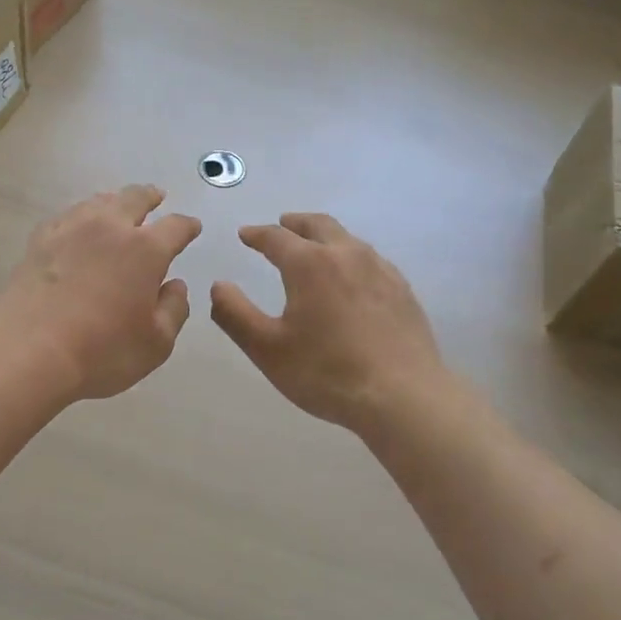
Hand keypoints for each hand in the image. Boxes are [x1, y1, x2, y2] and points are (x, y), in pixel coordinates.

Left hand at [0, 185, 201, 403]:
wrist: (28, 352)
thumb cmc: (102, 351)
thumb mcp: (156, 342)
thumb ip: (174, 309)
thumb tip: (175, 285)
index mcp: (146, 250)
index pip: (175, 227)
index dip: (187, 226)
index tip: (192, 227)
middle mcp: (110, 228)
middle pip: (134, 198)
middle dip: (150, 196)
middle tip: (156, 196)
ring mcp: (70, 230)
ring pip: (98, 202)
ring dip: (114, 201)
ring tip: (118, 206)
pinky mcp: (39, 241)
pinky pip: (67, 217)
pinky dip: (80, 216)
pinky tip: (77, 226)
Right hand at [210, 213, 448, 431]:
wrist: (402, 396)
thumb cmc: (326, 373)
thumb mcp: (267, 349)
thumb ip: (235, 314)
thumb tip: (218, 286)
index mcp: (309, 264)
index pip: (276, 237)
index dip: (257, 234)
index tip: (245, 235)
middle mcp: (346, 254)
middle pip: (318, 225)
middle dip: (295, 223)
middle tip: (282, 225)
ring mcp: (380, 269)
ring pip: (348, 239)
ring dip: (325, 236)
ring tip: (315, 248)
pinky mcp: (402, 289)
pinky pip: (371, 259)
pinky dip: (351, 256)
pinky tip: (352, 277)